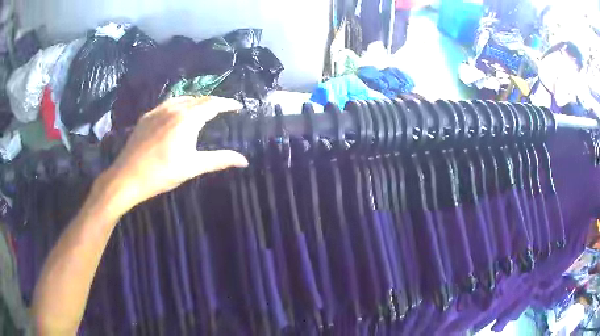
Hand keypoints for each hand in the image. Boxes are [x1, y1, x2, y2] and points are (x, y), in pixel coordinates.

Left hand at [102, 96, 247, 210]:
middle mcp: (174, 108)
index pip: (213, 104)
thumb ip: (219, 160)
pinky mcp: (147, 116)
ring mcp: (158, 110)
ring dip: (196, 101)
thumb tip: (244, 161)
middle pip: (199, 99)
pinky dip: (180, 104)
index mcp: (188, 119)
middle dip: (213, 102)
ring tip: (203, 110)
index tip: (237, 106)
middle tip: (222, 109)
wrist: (128, 176)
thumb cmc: (162, 173)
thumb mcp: (193, 167)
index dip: (227, 103)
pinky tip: (178, 114)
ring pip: (183, 99)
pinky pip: (168, 103)